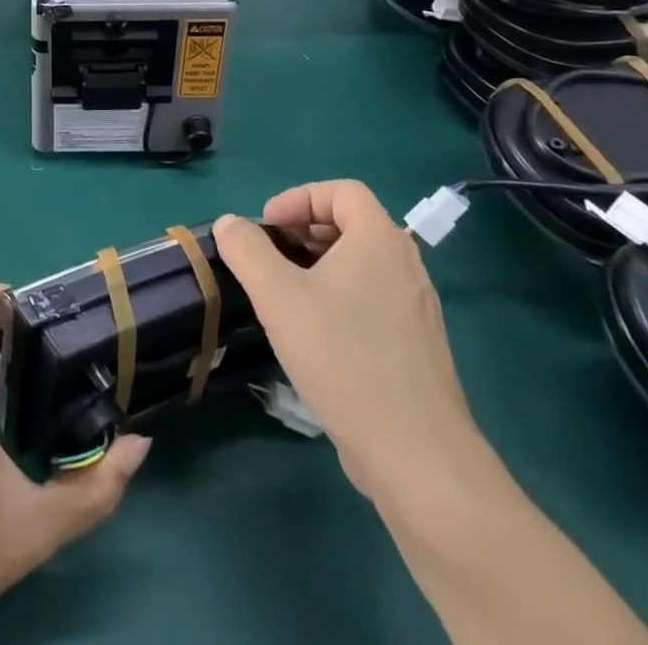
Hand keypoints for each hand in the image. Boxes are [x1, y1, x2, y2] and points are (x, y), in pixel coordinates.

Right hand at [215, 182, 480, 498]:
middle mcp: (405, 265)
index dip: (299, 198)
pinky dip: (338, 296)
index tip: (266, 227)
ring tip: (283, 293)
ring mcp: (415, 308)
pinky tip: (312, 334)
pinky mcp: (415, 346)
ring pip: (361, 264)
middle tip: (269, 256)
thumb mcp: (279, 297)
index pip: (341, 191)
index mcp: (380, 240)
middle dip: (303, 231)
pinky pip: (372, 298)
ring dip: (318, 265)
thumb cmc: (343, 358)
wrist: (416, 456)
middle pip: (351, 224)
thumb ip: (247, 251)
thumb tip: (230, 224)